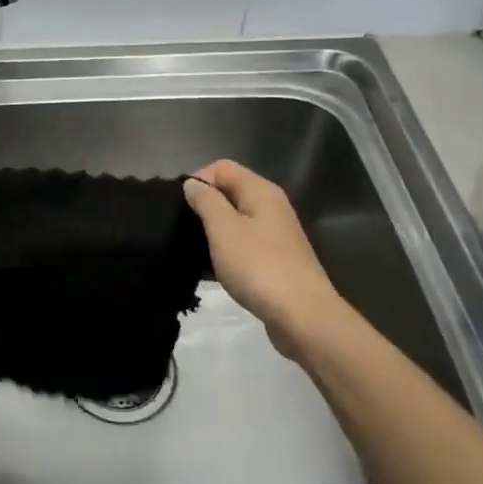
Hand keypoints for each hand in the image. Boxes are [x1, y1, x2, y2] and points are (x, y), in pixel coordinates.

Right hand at [184, 160, 352, 359]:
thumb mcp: (223, 229)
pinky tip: (210, 270)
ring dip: (212, 232)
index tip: (179, 207)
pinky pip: (243, 245)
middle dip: (203, 206)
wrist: (302, 315)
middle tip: (182, 229)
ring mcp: (275, 235)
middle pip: (229, 192)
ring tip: (192, 250)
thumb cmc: (258, 266)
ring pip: (235, 221)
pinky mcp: (275, 260)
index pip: (222, 168)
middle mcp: (271, 206)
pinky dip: (225, 252)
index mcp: (260, 191)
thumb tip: (192, 184)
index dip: (198, 181)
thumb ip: (206, 201)